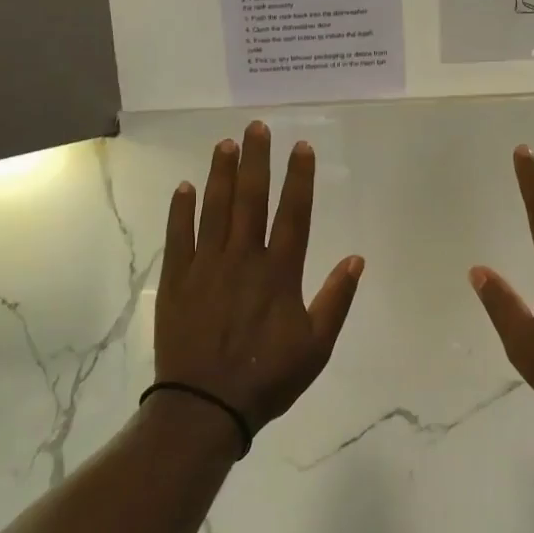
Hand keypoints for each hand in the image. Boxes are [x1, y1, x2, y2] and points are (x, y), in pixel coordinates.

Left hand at [155, 122, 363, 431]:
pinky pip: (178, 236)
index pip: (293, 214)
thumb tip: (357, 259)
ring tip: (225, 144)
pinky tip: (185, 187)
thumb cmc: (267, 377)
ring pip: (214, 210)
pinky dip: (181, 210)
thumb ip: (336, 299)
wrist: (206, 405)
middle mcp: (242, 259)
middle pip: (251, 200)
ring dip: (221, 174)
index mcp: (279, 273)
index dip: (298, 178)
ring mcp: (205, 267)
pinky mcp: (176, 280)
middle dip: (257, 161)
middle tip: (257, 127)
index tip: (300, 147)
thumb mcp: (316, 346)